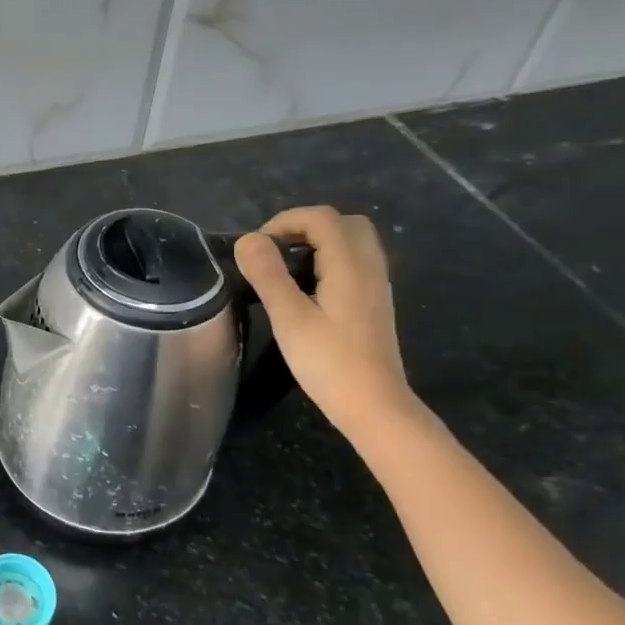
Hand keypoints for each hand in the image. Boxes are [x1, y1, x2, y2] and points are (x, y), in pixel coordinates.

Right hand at [234, 206, 415, 438]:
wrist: (374, 406)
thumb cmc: (329, 362)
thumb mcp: (289, 318)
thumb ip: (268, 275)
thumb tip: (248, 239)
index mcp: (349, 266)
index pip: (322, 218)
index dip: (285, 221)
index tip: (257, 247)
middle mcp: (369, 268)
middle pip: (344, 223)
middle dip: (306, 226)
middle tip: (275, 250)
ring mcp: (376, 287)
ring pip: (354, 242)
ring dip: (319, 242)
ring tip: (287, 267)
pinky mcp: (374, 304)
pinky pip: (356, 263)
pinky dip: (331, 260)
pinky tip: (309, 288)